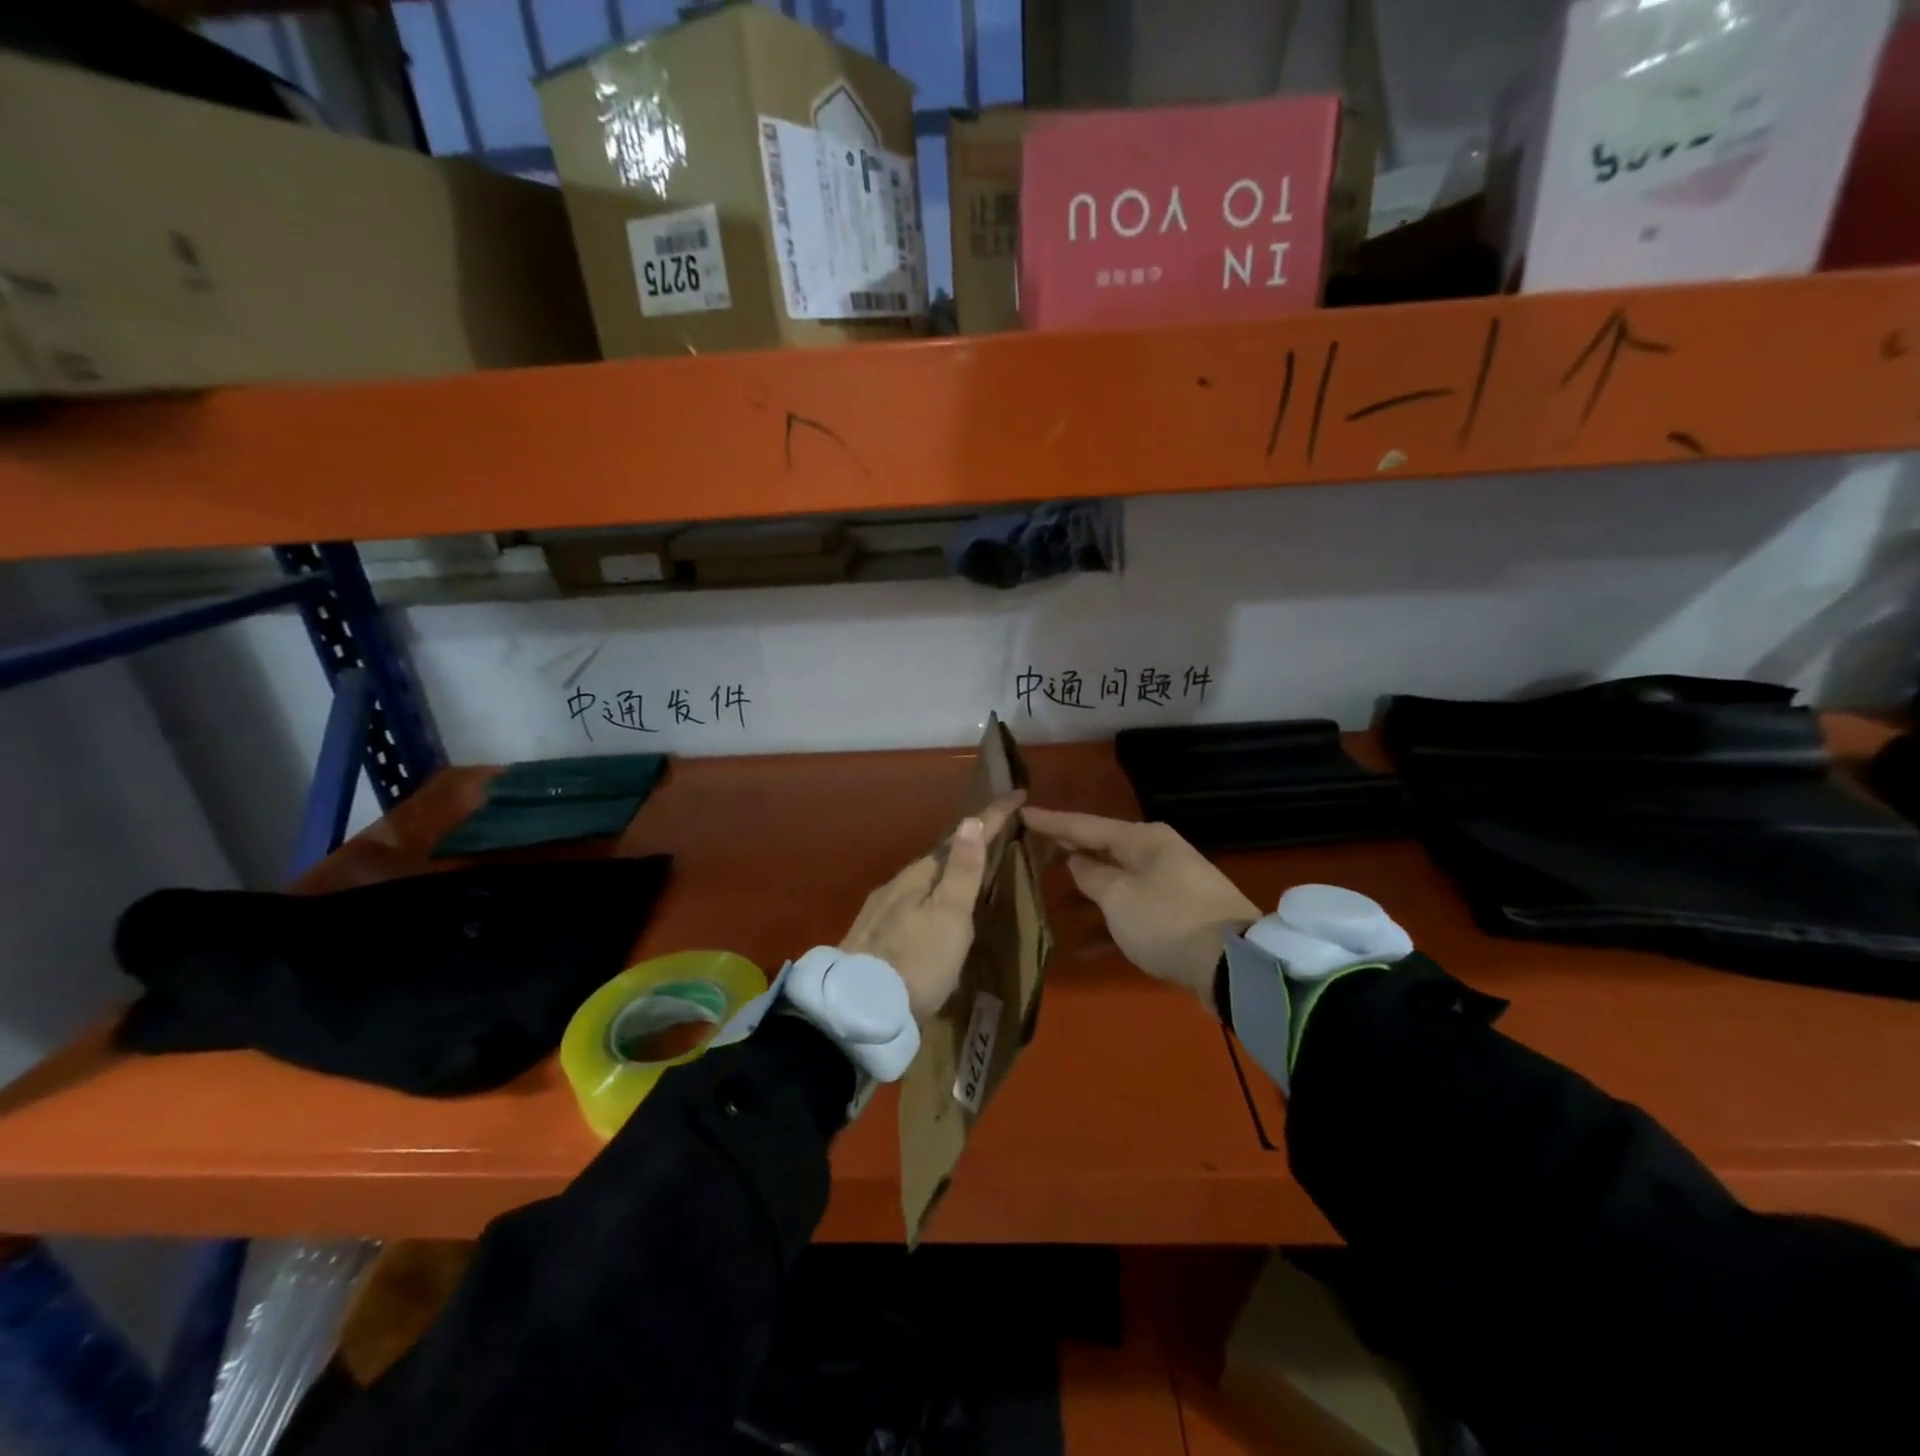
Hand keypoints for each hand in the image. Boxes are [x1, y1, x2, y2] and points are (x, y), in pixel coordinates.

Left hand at [841, 794, 1024, 1022]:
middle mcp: (896, 885)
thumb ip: (962, 872)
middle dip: (967, 843)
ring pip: (921, 880)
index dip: (991, 817)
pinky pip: (908, 901)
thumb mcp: (949, 918)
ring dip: (947, 870)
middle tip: (995, 835)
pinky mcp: (871, 935)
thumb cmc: (917, 963)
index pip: (961, 837)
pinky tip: (931, 910)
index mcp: (919, 876)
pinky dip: (929, 894)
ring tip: (968, 872)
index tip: (1017, 794)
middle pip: (938, 857)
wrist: (858, 1010)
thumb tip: (972, 820)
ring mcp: (880, 910)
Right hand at [1022, 808, 1257, 1004]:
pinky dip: (1108, 924)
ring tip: (1049, 901)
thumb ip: (1090, 876)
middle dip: (1068, 855)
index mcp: (1142, 839)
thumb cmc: (1166, 920)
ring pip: (1115, 883)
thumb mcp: (1117, 896)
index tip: (1022, 813)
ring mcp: (1170, 885)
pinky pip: (1131, 912)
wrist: (1233, 965)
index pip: (1085, 825)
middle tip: (1031, 853)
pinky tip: (1082, 946)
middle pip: (1102, 850)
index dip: (1051, 822)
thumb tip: (1077, 861)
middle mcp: (1157, 854)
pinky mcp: (1177, 916)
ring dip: (1086, 895)